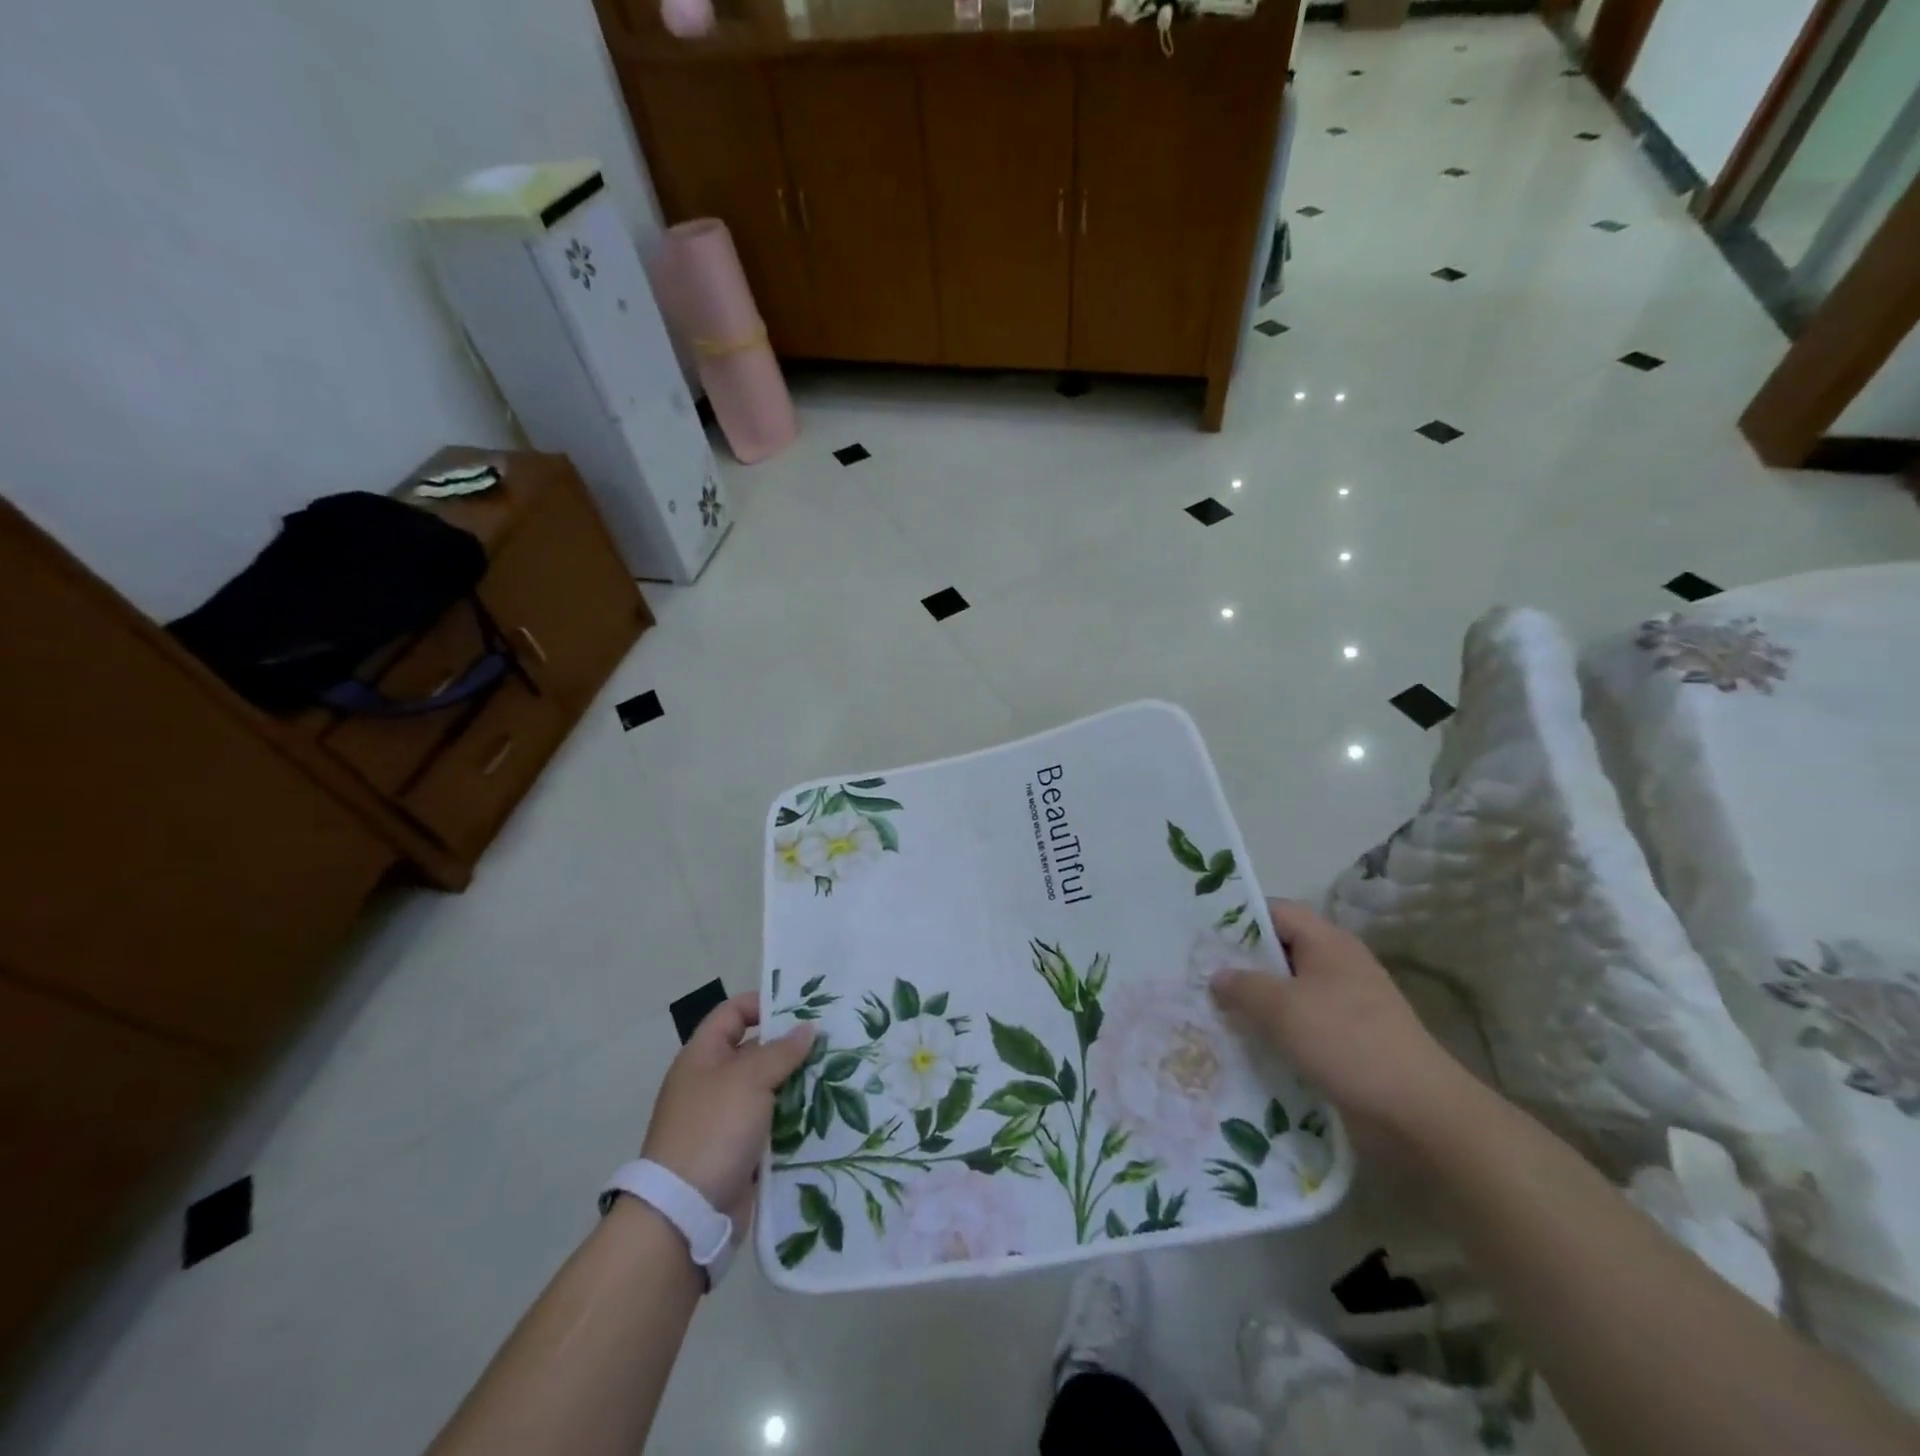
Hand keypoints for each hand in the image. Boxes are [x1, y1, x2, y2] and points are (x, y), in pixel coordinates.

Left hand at [641, 992, 813, 1225]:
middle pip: (756, 1051)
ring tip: (840, 1076)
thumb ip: (781, 1051)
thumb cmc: (713, 1130)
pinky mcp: (741, 1151)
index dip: (763, 1004)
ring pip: (770, 1090)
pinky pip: (773, 1124)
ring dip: (799, 1085)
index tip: (802, 1008)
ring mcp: (726, 1119)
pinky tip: (827, 1114)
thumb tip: (808, 1027)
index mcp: (703, 1056)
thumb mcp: (749, 1079)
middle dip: (792, 1047)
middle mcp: (713, 1082)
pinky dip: (796, 1119)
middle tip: (833, 1042)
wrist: (684, 1213)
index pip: (732, 1013)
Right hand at [1210, 900, 1470, 1141]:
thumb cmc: (1346, 1042)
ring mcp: (1347, 1005)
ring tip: (1213, 1013)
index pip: (1276, 911)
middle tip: (1198, 975)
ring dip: (1256, 1003)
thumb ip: (1242, 986)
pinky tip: (1247, 1046)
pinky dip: (1276, 1032)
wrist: (1418, 1113)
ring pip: (1289, 992)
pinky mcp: (1349, 1041)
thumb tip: (1218, 976)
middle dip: (1241, 964)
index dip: (1238, 918)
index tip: (1202, 935)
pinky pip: (1302, 1025)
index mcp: (1328, 942)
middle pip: (1280, 951)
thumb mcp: (1282, 1008)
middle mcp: (1338, 965)